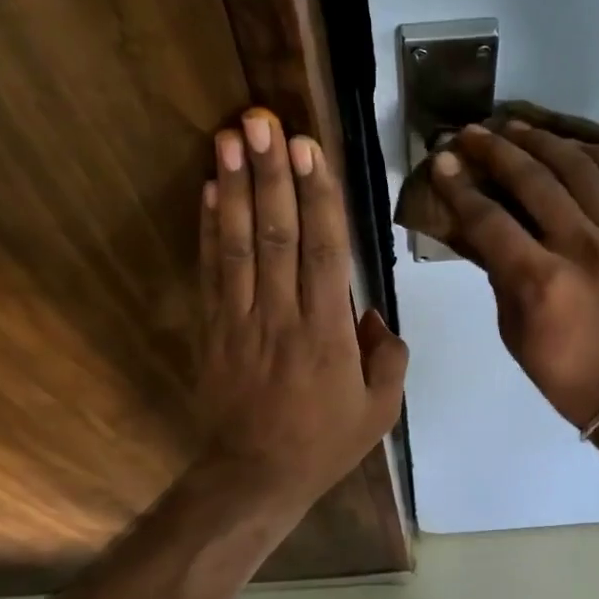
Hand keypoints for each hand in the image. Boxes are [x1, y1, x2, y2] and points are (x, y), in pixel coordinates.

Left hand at [196, 107, 407, 515]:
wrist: (255, 477)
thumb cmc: (323, 444)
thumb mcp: (380, 411)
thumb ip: (388, 357)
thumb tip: (374, 313)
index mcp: (327, 334)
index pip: (323, 251)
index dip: (317, 196)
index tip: (309, 148)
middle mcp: (282, 316)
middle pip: (277, 234)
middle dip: (271, 174)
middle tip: (263, 121)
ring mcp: (241, 320)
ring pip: (240, 244)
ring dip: (236, 187)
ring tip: (231, 138)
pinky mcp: (213, 330)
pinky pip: (211, 272)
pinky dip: (209, 229)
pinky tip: (211, 191)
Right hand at [433, 122, 598, 429]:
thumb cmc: (564, 373)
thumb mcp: (514, 331)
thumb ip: (499, 275)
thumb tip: (483, 232)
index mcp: (541, 281)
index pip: (490, 219)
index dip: (460, 187)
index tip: (442, 161)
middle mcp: (582, 248)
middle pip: (534, 180)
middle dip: (496, 150)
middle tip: (473, 132)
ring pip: (581, 168)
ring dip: (544, 141)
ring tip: (518, 126)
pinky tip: (577, 146)